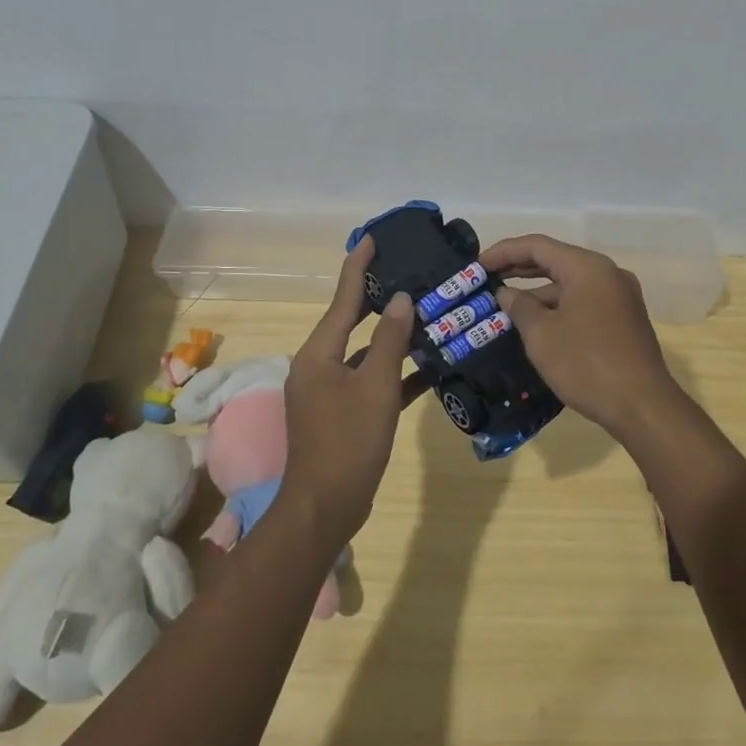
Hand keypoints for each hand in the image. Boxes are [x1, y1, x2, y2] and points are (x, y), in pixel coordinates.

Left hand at [282, 237, 418, 548]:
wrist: (326, 506)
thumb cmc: (349, 440)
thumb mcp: (375, 386)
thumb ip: (390, 340)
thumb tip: (403, 300)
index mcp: (318, 353)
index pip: (342, 298)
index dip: (357, 266)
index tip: (372, 238)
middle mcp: (318, 366)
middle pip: (351, 322)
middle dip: (377, 298)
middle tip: (406, 272)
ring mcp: (328, 392)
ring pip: (363, 353)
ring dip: (391, 338)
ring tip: (424, 313)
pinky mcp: (342, 414)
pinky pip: (369, 382)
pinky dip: (392, 373)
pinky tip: (426, 368)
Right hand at [480, 234, 682, 437]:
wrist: (643, 406)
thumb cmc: (586, 364)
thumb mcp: (542, 335)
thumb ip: (520, 306)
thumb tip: (506, 293)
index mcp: (588, 268)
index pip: (538, 246)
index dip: (504, 252)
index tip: (477, 265)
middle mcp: (608, 274)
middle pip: (556, 260)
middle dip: (519, 268)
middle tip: (486, 278)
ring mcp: (620, 297)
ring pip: (570, 283)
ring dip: (538, 291)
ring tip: (505, 304)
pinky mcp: (624, 319)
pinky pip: (583, 301)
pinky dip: (558, 306)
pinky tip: (536, 323)